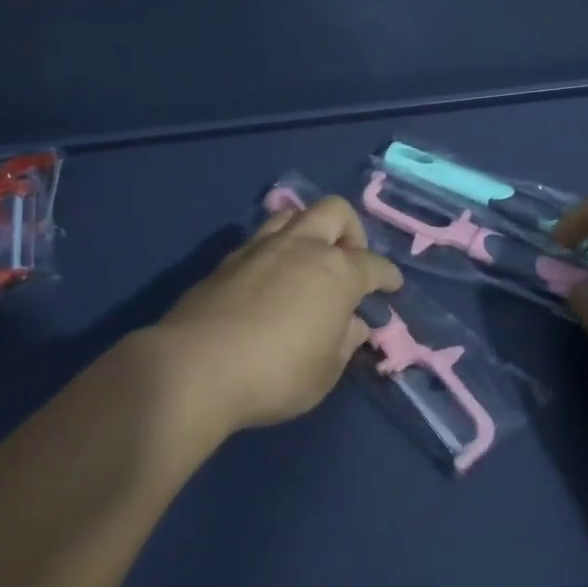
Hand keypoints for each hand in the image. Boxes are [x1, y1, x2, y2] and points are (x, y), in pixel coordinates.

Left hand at [144, 196, 402, 443]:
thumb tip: (352, 323)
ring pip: (294, 214)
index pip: (373, 264)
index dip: (387, 276)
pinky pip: (262, 236)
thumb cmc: (275, 374)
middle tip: (349, 262)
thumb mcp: (325, 371)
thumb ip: (345, 342)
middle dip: (351, 231)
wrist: (195, 368)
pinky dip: (277, 247)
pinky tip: (272, 276)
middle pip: (335, 212)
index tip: (392, 286)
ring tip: (309, 260)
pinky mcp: (228, 259)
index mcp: (336, 272)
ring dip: (310, 230)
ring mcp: (261, 247)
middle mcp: (302, 246)